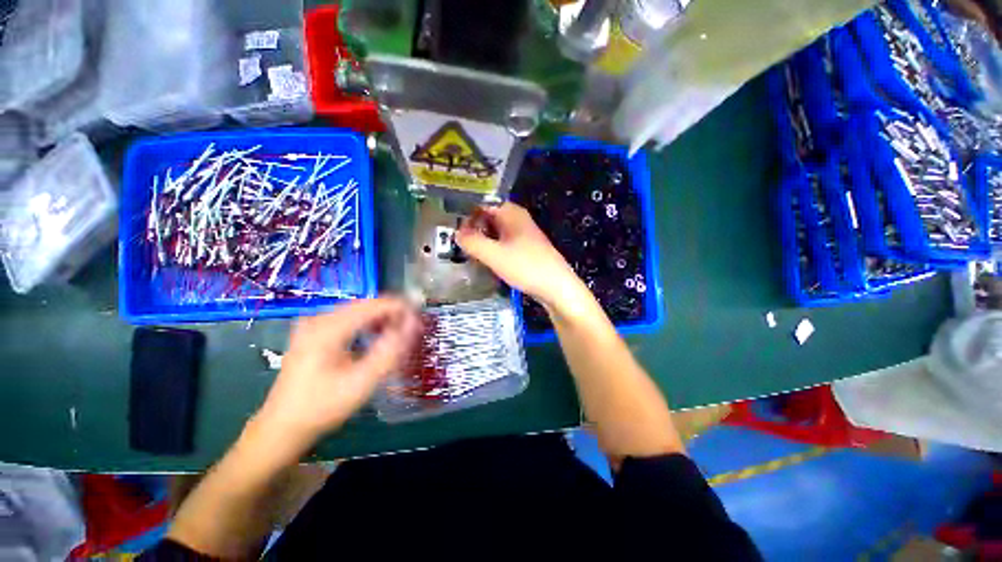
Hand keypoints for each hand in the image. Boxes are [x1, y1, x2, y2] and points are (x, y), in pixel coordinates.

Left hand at [254, 298, 419, 448]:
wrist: (282, 427)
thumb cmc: (322, 407)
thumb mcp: (362, 382)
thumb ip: (390, 351)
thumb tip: (413, 324)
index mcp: (328, 328)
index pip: (374, 304)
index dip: (401, 307)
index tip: (420, 318)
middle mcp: (319, 318)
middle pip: (366, 305)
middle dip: (392, 313)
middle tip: (411, 329)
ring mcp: (313, 324)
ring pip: (359, 311)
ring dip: (381, 319)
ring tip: (398, 334)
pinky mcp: (314, 332)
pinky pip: (349, 319)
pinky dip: (368, 325)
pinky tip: (376, 337)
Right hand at [456, 203, 584, 310]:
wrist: (556, 287)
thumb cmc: (526, 267)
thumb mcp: (494, 255)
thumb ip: (472, 242)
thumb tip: (456, 233)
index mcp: (511, 213)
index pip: (482, 204)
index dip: (465, 213)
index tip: (449, 226)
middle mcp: (517, 219)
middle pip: (488, 217)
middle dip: (472, 227)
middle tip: (454, 241)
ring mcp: (522, 234)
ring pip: (495, 231)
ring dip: (481, 239)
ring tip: (464, 250)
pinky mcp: (525, 249)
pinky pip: (502, 243)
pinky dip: (491, 248)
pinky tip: (483, 259)